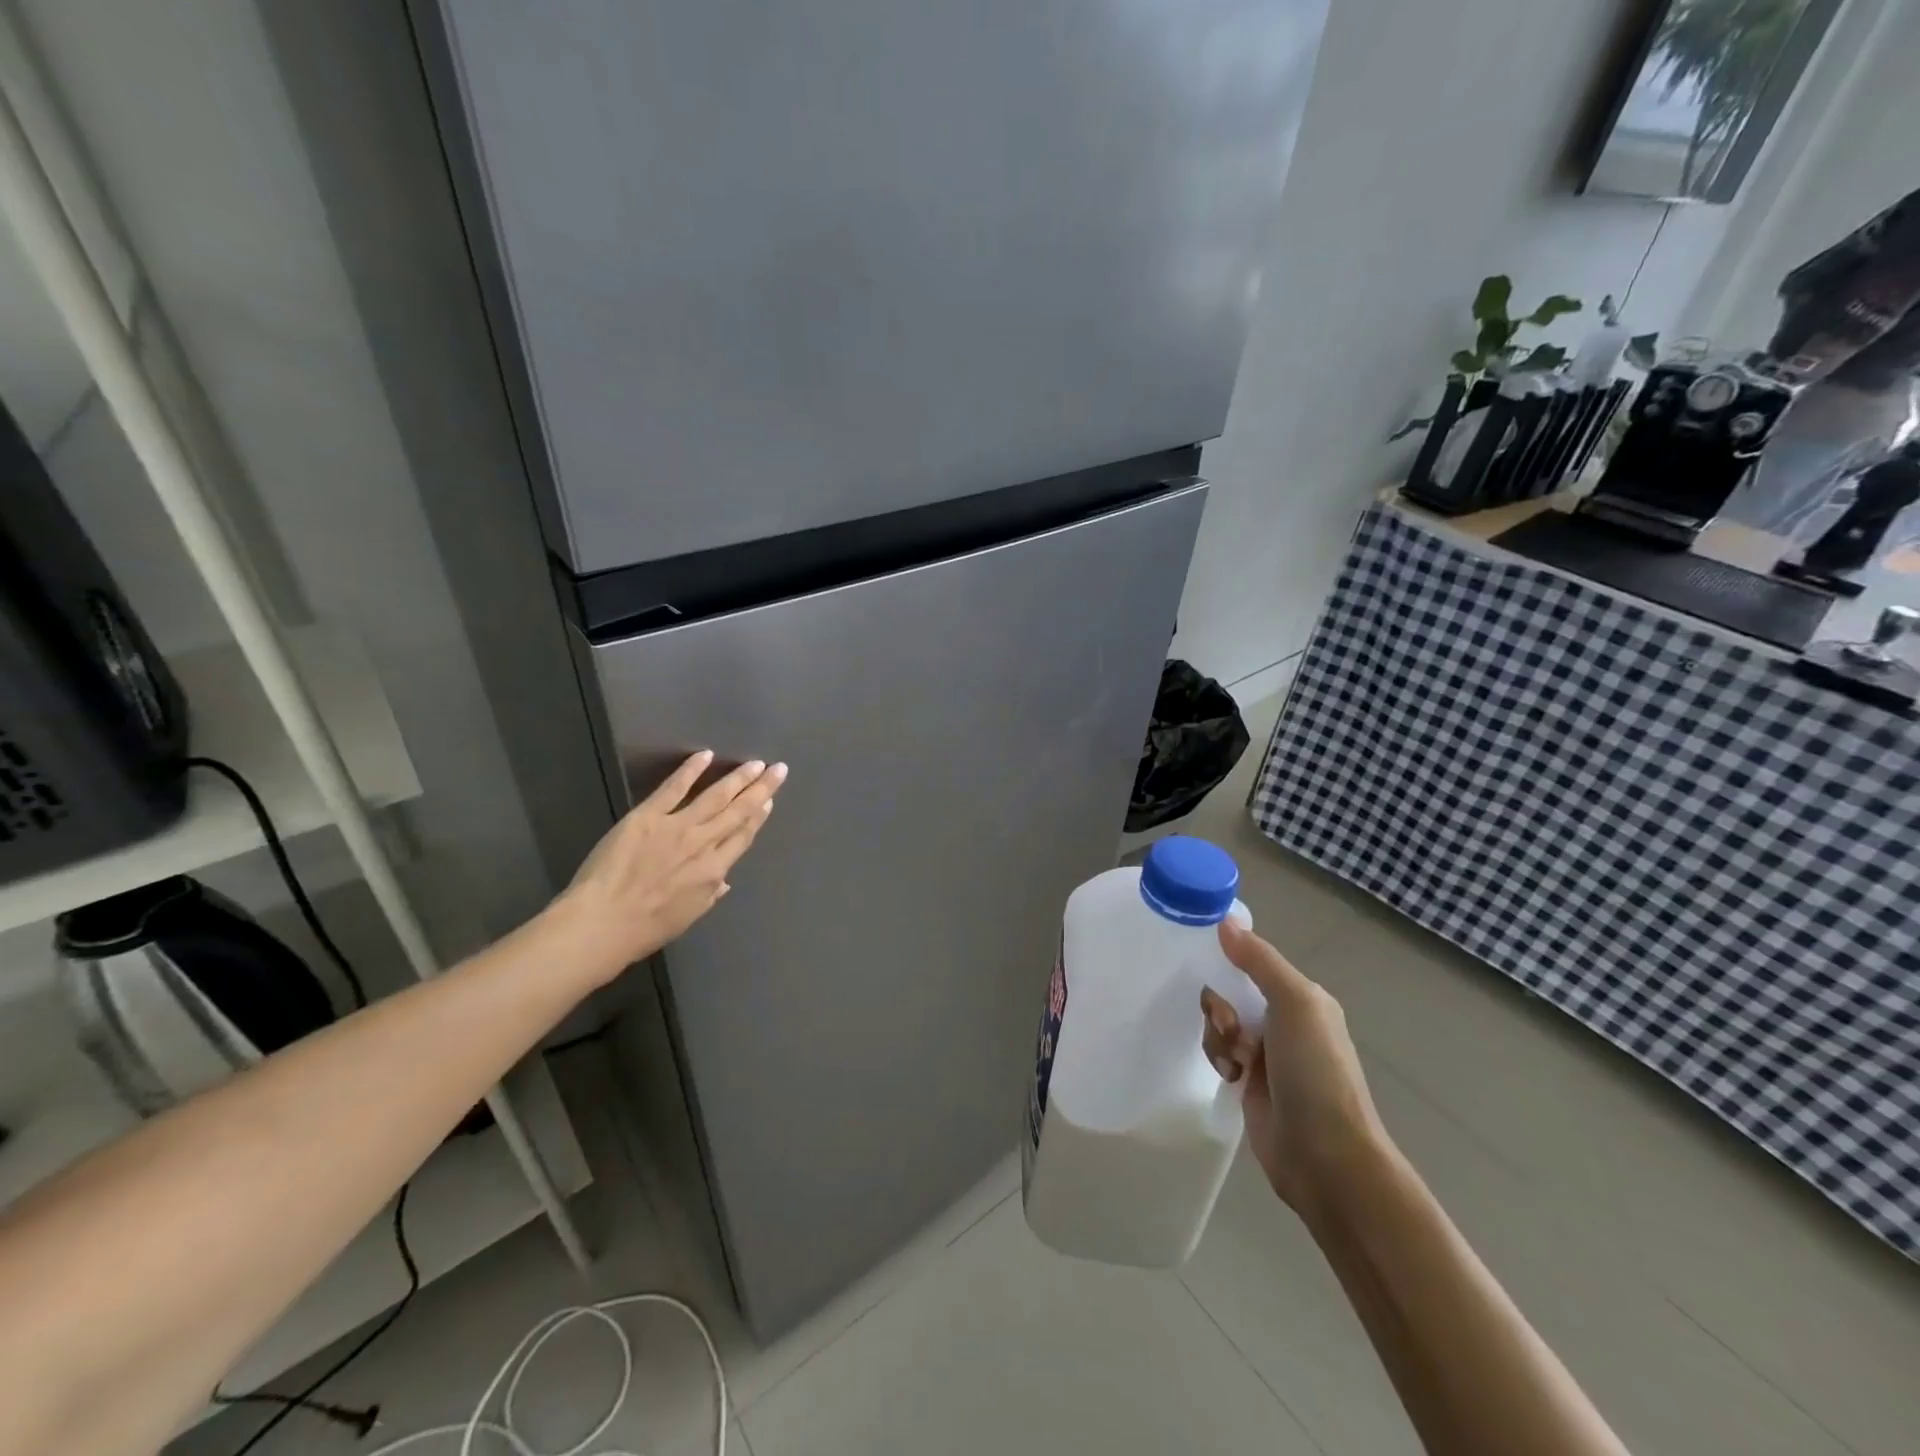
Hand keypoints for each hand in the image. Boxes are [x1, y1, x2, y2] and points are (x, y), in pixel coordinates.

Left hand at [547, 751, 786, 984]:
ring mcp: (677, 827)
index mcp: (714, 871)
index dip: (758, 817)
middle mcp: (703, 844)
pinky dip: (691, 770)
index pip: (743, 837)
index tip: (769, 801)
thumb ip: (708, 894)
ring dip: (738, 778)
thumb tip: (723, 881)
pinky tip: (705, 755)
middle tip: (778, 769)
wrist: (602, 923)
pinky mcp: (648, 816)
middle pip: (738, 812)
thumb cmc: (644, 929)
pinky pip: (674, 788)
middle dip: (761, 789)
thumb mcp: (687, 917)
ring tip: (755, 763)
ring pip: (715, 796)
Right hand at [1201, 920, 1388, 1217]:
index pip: (1255, 961)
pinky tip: (1230, 1076)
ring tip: (1234, 1061)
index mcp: (1304, 998)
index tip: (1204, 959)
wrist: (1325, 1157)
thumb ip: (1259, 960)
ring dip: (1218, 1036)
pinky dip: (1219, 1059)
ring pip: (1221, 1023)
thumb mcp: (1294, 1003)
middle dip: (1220, 1004)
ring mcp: (1268, 1055)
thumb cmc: (1315, 1071)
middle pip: (1231, 991)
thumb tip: (1225, 921)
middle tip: (1228, 1025)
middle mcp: (1286, 1022)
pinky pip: (1219, 1053)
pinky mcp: (1250, 1083)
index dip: (1229, 957)